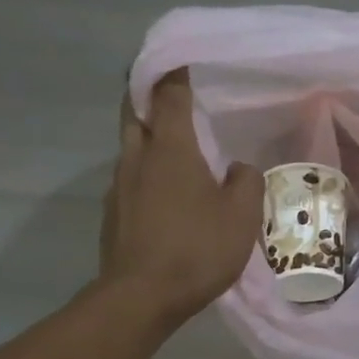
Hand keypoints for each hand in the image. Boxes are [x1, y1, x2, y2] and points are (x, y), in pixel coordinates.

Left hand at [101, 68, 262, 328]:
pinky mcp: (112, 214)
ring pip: (131, 148)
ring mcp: (118, 186)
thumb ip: (246, 183)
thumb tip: (239, 168)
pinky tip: (165, 197)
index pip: (169, 94)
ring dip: (149, 141)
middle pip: (136, 112)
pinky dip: (146, 176)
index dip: (176, 74)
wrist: (141, 297)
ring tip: (175, 151)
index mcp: (170, 149)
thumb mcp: (241, 216)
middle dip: (149, 97)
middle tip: (170, 96)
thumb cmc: (196, 249)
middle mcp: (137, 157)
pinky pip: (130, 181)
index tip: (183, 61)